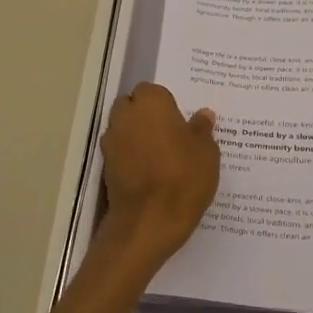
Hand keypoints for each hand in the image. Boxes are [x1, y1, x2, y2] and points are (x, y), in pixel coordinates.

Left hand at [99, 83, 219, 264]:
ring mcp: (111, 142)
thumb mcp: (207, 153)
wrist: (149, 221)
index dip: (165, 105)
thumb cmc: (184, 178)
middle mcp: (125, 116)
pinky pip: (120, 152)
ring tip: (160, 156)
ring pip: (123, 129)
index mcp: (151, 103)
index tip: (180, 122)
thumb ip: (202, 129)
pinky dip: (130, 157)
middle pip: (132, 106)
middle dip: (145, 116)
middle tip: (170, 135)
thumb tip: (203, 115)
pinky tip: (149, 173)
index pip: (153, 91)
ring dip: (136, 136)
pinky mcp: (105, 167)